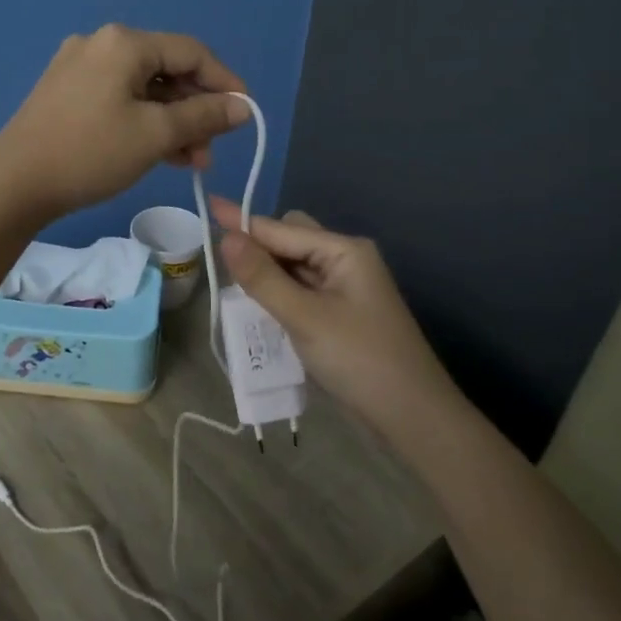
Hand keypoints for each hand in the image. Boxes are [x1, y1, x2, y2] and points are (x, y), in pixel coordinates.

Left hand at [0, 25, 250, 219]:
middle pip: (166, 70)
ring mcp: (80, 68)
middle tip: (211, 148)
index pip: (191, 52)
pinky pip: (120, 100)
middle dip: (195, 110)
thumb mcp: (155, 135)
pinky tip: (160, 153)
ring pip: (143, 89)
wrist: (14, 182)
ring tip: (190, 160)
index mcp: (124, 43)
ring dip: (172, 122)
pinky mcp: (67, 92)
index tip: (245, 114)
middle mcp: (101, 44)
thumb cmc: (91, 152)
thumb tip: (242, 106)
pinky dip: (144, 122)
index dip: (225, 82)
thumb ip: (203, 116)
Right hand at [213, 199, 459, 437]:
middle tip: (222, 266)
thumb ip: (263, 277)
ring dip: (267, 273)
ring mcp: (345, 288)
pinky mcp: (341, 313)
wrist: (412, 415)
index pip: (281, 229)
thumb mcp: (305, 317)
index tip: (208, 205)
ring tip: (233, 287)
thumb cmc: (359, 359)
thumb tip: (226, 238)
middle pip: (290, 239)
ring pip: (294, 266)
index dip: (242, 221)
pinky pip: (302, 290)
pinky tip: (260, 308)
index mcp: (344, 250)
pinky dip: (280, 294)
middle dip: (257, 247)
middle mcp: (345, 260)